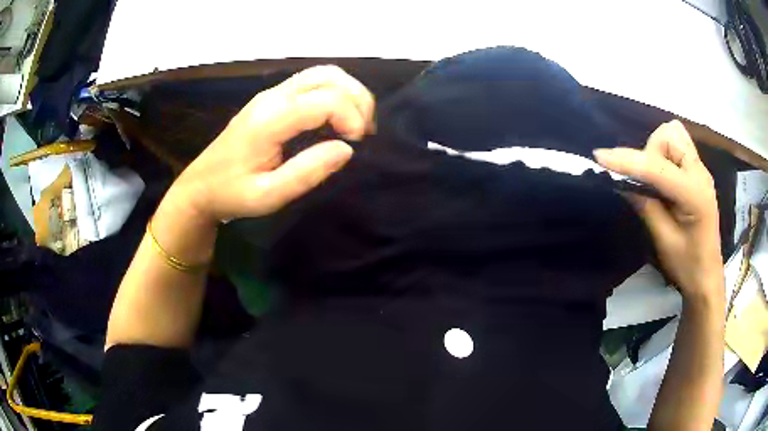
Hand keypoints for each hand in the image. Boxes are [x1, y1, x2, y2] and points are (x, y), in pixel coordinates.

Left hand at [166, 65, 375, 224]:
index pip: (325, 100)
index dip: (352, 118)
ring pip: (323, 74)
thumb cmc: (231, 194)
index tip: (357, 146)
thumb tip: (347, 149)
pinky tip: (338, 119)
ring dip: (349, 93)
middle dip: (358, 100)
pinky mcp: (272, 98)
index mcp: (270, 119)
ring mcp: (272, 94)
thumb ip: (307, 172)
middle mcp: (273, 97)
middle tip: (364, 134)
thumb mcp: (268, 196)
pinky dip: (335, 94)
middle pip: (329, 76)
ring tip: (356, 125)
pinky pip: (313, 82)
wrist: (200, 186)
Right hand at [594, 120, 723, 300]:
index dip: (628, 160)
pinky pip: (677, 145)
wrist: (707, 276)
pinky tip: (662, 176)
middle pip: (668, 136)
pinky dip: (663, 153)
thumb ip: (646, 207)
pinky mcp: (697, 171)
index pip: (657, 167)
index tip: (600, 157)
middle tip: (645, 184)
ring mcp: (700, 169)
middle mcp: (700, 172)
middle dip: (649, 153)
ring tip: (655, 180)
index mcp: (694, 194)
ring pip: (673, 135)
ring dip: (656, 151)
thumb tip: (622, 184)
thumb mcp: (664, 241)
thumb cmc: (688, 265)